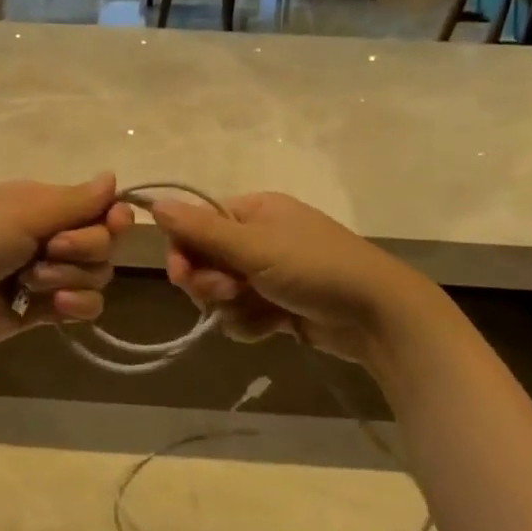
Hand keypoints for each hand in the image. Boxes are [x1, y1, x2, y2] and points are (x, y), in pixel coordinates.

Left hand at [0, 174, 134, 355]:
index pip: (102, 207)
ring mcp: (51, 274)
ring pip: (98, 275)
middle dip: (83, 248)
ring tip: (31, 282)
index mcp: (46, 204)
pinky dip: (76, 306)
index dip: (113, 217)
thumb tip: (114, 176)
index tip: (111, 223)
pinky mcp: (48, 309)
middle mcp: (53, 235)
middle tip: (49, 249)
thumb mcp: (24, 212)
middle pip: (105, 242)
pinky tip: (53, 306)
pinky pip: (88, 306)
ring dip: (70, 277)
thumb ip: (76, 200)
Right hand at [149, 192, 427, 367]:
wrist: (377, 316)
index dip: (184, 250)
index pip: (197, 224)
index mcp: (254, 211)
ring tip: (260, 311)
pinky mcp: (278, 306)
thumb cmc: (315, 268)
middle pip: (204, 262)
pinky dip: (251, 323)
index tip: (182, 275)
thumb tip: (154, 203)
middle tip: (229, 292)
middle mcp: (258, 238)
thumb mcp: (255, 247)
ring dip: (232, 308)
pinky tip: (273, 327)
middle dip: (210, 284)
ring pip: (220, 295)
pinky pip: (242, 315)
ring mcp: (268, 274)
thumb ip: (202, 230)